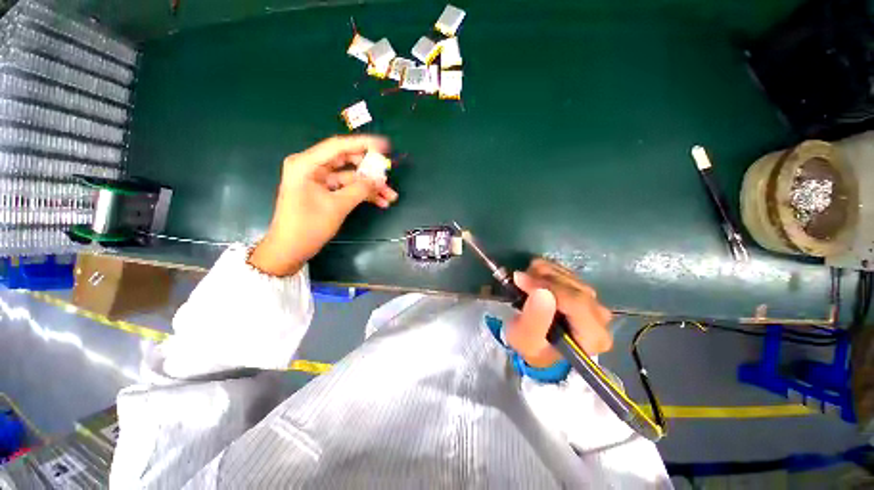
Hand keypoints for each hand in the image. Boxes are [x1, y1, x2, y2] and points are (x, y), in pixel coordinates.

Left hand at [249, 135, 398, 275]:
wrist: (290, 250)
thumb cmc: (308, 226)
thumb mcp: (337, 206)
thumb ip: (360, 190)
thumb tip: (380, 179)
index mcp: (307, 164)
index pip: (339, 146)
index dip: (364, 144)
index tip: (385, 146)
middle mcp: (312, 167)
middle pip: (347, 161)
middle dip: (370, 170)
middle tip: (388, 174)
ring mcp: (319, 180)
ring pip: (351, 177)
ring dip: (370, 186)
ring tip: (391, 196)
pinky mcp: (325, 192)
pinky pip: (348, 188)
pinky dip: (363, 195)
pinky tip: (380, 202)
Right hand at [506, 258, 612, 367]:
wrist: (538, 346)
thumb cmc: (532, 347)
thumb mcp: (526, 340)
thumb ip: (535, 319)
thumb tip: (542, 292)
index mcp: (593, 336)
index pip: (576, 303)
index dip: (547, 286)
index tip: (520, 279)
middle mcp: (600, 317)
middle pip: (573, 286)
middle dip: (542, 278)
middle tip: (518, 279)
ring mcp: (593, 301)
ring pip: (569, 276)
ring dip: (542, 273)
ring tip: (524, 279)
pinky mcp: (583, 290)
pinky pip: (565, 272)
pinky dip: (546, 270)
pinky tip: (534, 278)